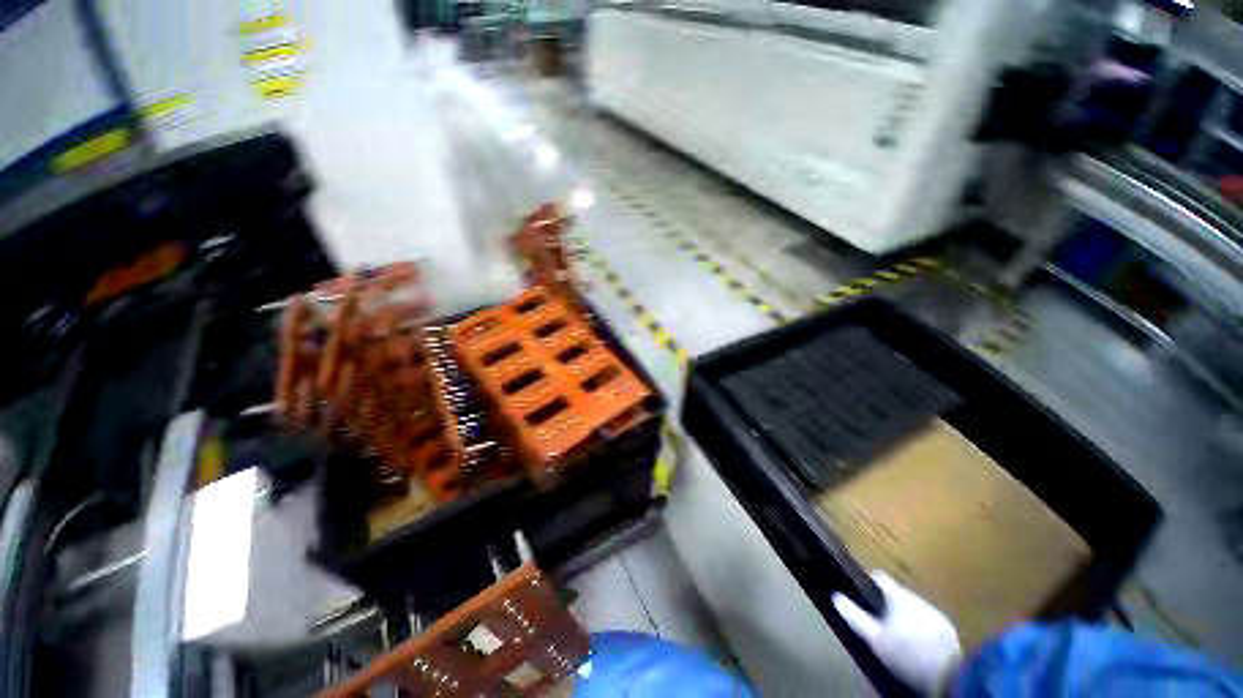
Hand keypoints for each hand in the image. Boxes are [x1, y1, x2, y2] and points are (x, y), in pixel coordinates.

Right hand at [832, 571, 961, 695]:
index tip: (861, 591)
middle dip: (887, 603)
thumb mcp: (875, 638)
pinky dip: (919, 626)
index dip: (869, 582)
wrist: (950, 675)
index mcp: (898, 595)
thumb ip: (855, 616)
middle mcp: (918, 597)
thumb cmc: (906, 652)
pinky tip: (916, 641)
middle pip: (897, 593)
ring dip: (904, 615)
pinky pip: (927, 621)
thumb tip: (834, 596)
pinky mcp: (948, 630)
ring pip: (914, 607)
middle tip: (878, 618)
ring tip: (896, 632)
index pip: (880, 577)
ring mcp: (936, 613)